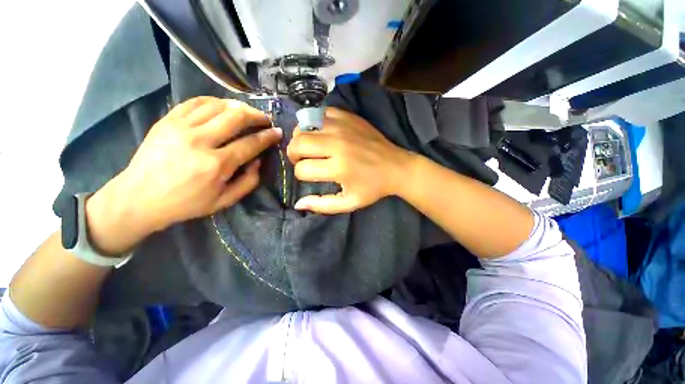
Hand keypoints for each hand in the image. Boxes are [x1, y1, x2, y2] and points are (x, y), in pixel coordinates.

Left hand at [86, 97, 280, 253]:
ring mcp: (181, 127)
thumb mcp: (224, 201)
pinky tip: (223, 106)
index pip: (250, 143)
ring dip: (238, 106)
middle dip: (256, 115)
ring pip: (217, 106)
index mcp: (216, 165)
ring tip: (247, 111)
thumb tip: (258, 160)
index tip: (277, 132)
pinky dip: (214, 101)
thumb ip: (248, 181)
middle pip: (236, 117)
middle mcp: (200, 141)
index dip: (268, 136)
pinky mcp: (167, 120)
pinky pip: (195, 102)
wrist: (139, 198)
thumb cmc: (186, 203)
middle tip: (265, 118)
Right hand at [287, 108, 412, 213]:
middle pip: (298, 144)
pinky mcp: (349, 117)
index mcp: (338, 168)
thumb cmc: (373, 187)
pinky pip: (321, 113)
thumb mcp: (349, 203)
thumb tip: (298, 204)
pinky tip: (321, 132)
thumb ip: (322, 205)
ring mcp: (343, 127)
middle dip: (293, 154)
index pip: (302, 169)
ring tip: (308, 146)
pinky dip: (315, 122)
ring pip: (305, 126)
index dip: (300, 174)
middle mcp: (338, 144)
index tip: (308, 175)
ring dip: (301, 138)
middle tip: (301, 159)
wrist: (396, 167)